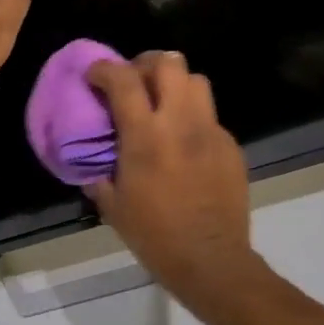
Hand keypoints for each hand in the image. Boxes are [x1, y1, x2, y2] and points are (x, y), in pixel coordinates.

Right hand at [86, 52, 265, 308]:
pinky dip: (192, 116)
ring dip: (174, 84)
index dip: (104, 69)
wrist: (211, 261)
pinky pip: (209, 115)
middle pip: (169, 63)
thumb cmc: (154, 235)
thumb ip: (99, 172)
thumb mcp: (112, 205)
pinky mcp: (231, 146)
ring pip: (196, 80)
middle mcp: (181, 123)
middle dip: (145, 64)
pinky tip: (183, 143)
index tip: (93, 76)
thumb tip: (92, 159)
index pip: (124, 79)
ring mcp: (211, 132)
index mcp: (145, 136)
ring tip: (161, 104)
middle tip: (133, 83)